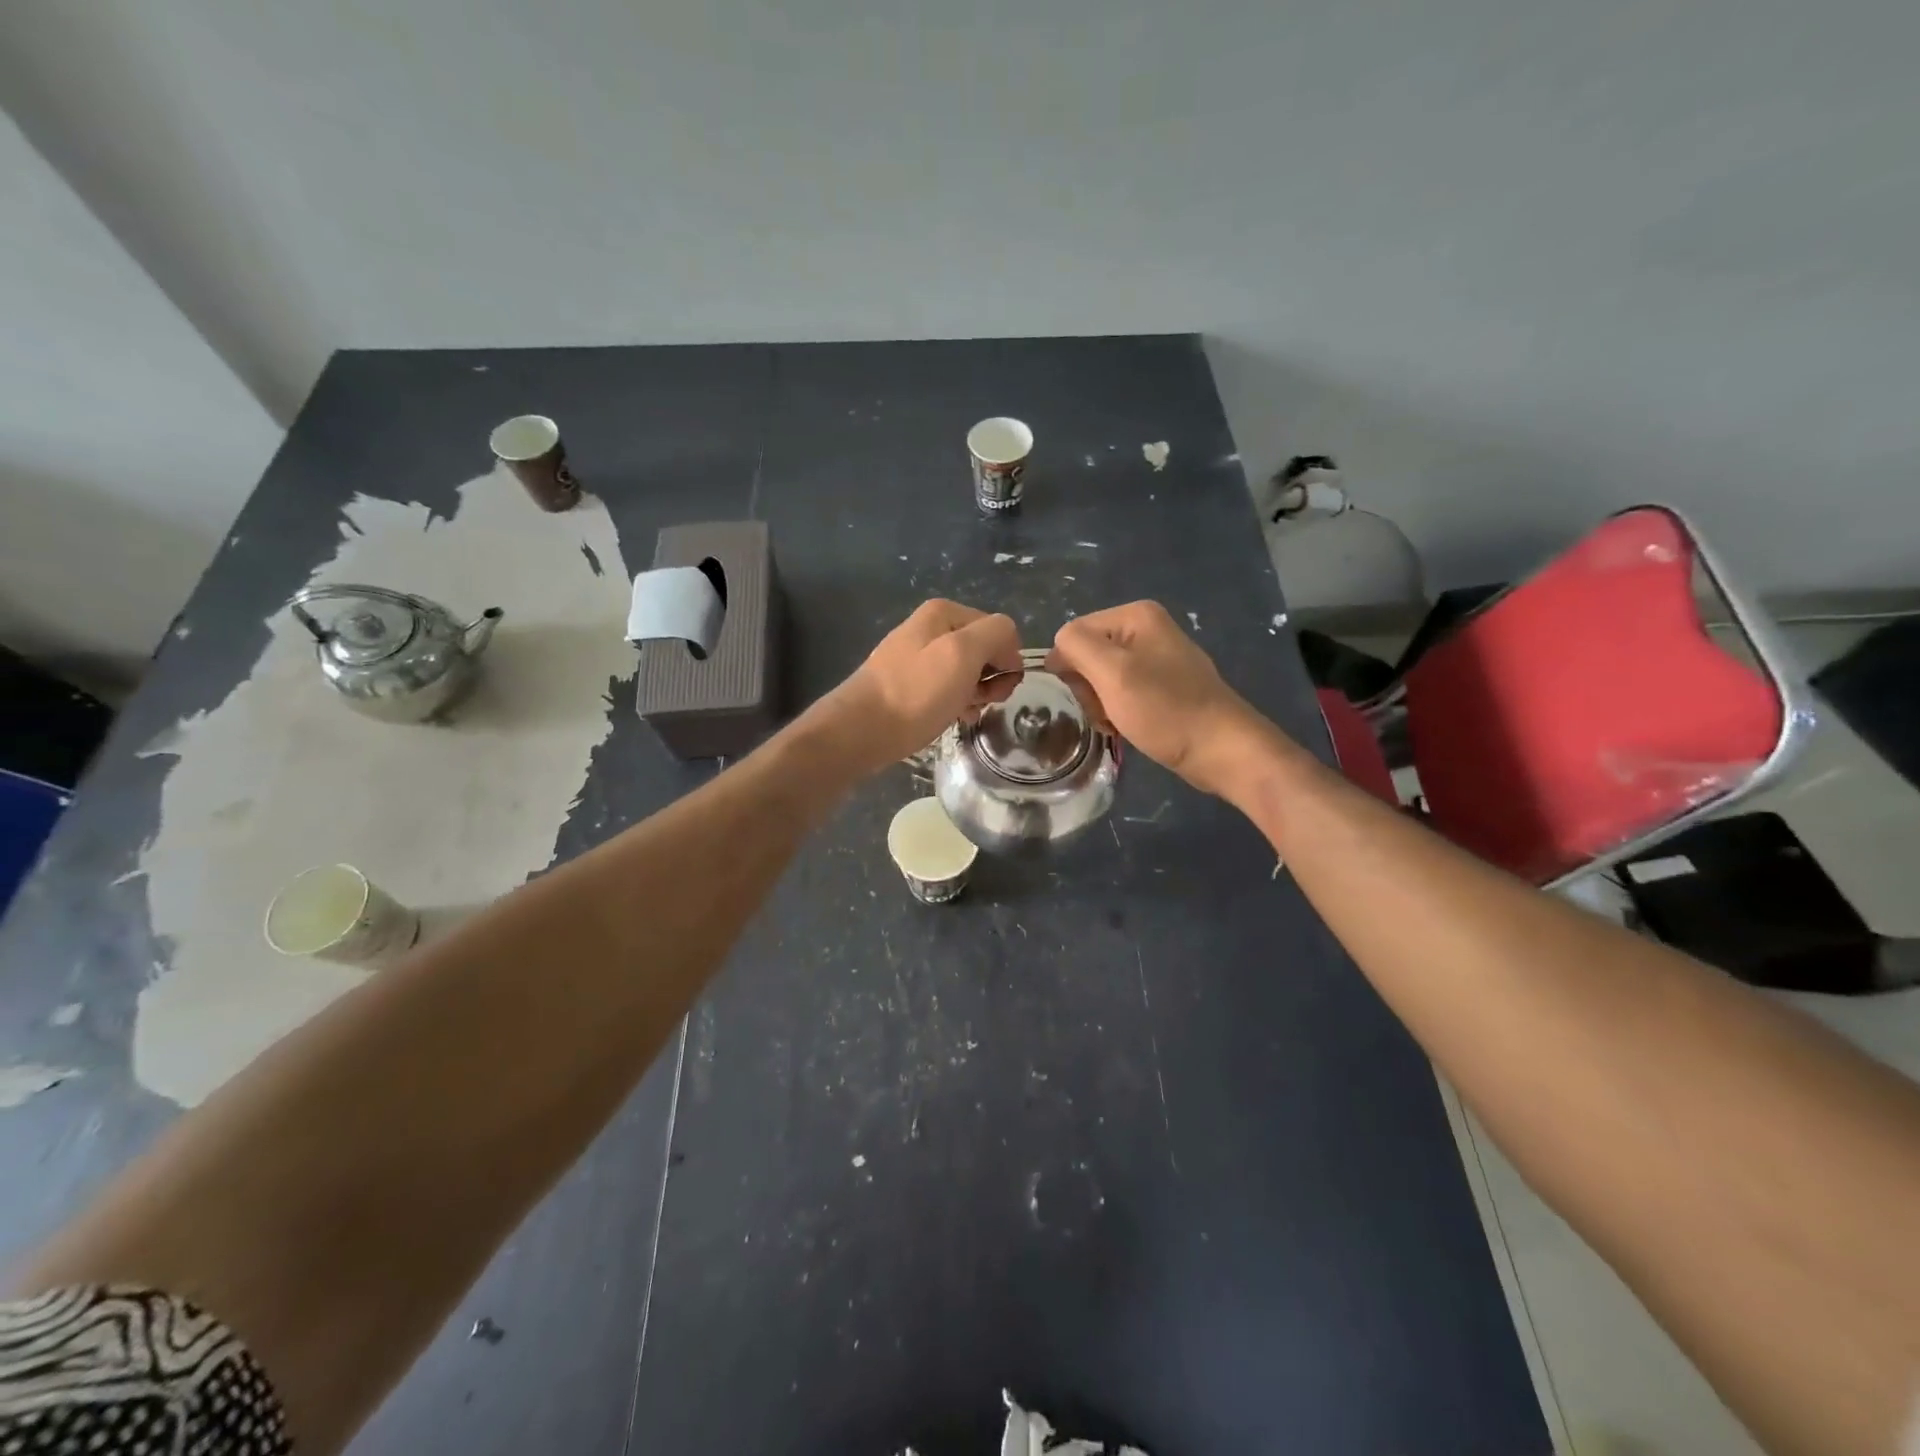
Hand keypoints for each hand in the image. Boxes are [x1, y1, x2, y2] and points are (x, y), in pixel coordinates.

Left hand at [814, 599, 1022, 777]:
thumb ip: (996, 634)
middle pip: (983, 650)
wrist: (860, 730)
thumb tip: (1008, 643)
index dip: (1007, 660)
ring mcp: (916, 656)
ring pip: (966, 672)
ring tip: (964, 713)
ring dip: (975, 694)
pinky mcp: (907, 684)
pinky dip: (955, 703)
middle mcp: (929, 628)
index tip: (998, 688)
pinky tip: (951, 718)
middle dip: (991, 678)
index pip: (1000, 629)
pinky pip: (945, 688)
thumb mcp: (963, 654)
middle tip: (981, 702)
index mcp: (943, 613)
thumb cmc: (916, 693)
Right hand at [1048, 601, 1272, 797]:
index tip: (1087, 696)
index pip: (1073, 633)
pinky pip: (1122, 691)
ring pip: (1102, 677)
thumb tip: (1058, 648)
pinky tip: (1127, 726)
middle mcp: (1146, 628)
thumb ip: (1077, 647)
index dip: (1069, 667)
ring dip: (1100, 703)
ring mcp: (1157, 657)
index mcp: (1135, 615)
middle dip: (1087, 687)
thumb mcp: (1113, 673)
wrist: (1220, 749)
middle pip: (1087, 654)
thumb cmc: (1165, 709)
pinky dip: (1117, 710)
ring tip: (1116, 722)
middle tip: (1105, 711)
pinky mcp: (1163, 684)